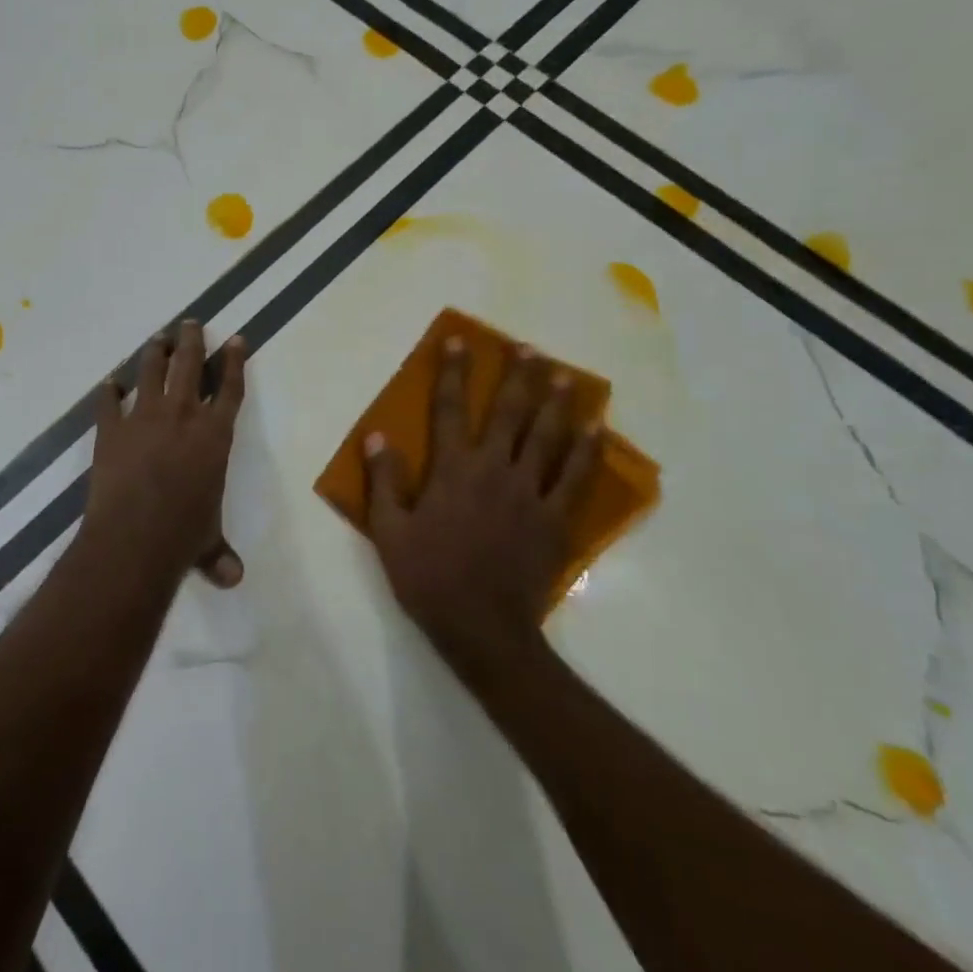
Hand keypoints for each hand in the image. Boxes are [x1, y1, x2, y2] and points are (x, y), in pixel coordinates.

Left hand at [86, 320, 246, 587]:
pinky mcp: (110, 430)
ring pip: (152, 372)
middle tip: (191, 322)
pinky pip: (109, 403)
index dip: (234, 362)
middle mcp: (182, 416)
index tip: (236, 339)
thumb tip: (234, 579)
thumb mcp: (208, 543)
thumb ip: (220, 554)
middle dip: (192, 341)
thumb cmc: (183, 536)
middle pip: (190, 365)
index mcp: (214, 435)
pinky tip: (109, 382)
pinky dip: (108, 392)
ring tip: (158, 338)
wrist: (134, 538)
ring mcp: (144, 418)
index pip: (229, 389)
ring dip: (156, 352)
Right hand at [364, 335, 601, 682]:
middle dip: (517, 377)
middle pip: (508, 413)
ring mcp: (530, 493)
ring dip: (556, 404)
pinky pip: (577, 478)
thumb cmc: (430, 577)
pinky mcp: (556, 519)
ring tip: (566, 376)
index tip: (458, 342)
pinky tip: (597, 430)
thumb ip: (384, 481)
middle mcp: (494, 470)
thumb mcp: (390, 532)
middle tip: (528, 349)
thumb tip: (376, 436)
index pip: (449, 409)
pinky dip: (588, 451)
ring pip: (547, 438)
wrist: (483, 629)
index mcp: (453, 471)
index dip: (452, 373)